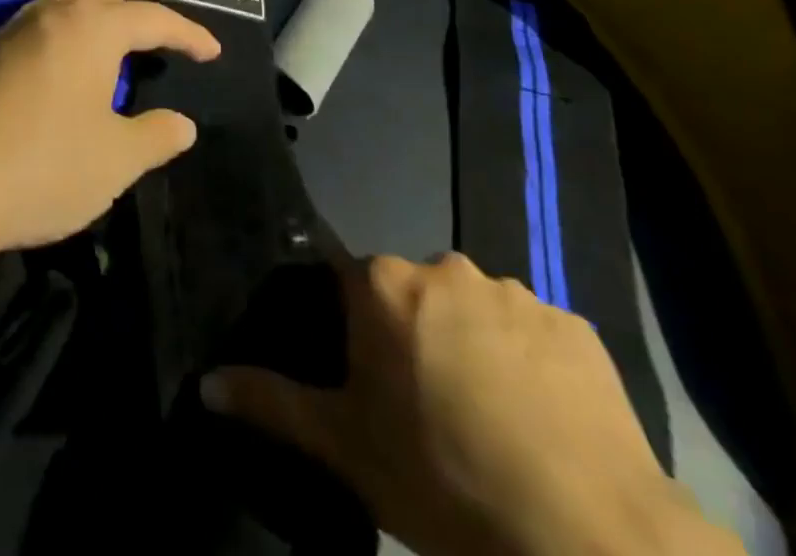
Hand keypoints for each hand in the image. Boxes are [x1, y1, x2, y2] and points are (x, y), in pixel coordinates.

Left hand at [0, 0, 220, 257]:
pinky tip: (72, 49)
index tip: (212, 51)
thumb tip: (182, 123)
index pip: (153, 17)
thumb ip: (155, 135)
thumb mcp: (114, 160)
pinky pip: (40, 18)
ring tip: (121, 10)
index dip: (188, 32)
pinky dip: (68, 17)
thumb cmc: (43, 165)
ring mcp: (14, 27)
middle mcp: (53, 12)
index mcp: (91, 27)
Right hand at [202, 254, 737, 555]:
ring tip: (489, 421)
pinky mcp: (575, 327)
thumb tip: (206, 383)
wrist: (590, 538)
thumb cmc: (444, 480)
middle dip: (412, 333)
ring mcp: (516, 292)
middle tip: (424, 407)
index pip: (349, 281)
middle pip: (412, 292)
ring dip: (472, 346)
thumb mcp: (346, 449)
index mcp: (384, 282)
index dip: (351, 325)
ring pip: (474, 310)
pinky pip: (535, 336)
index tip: (362, 375)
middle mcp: (445, 266)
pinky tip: (542, 425)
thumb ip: (272, 403)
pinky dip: (530, 366)